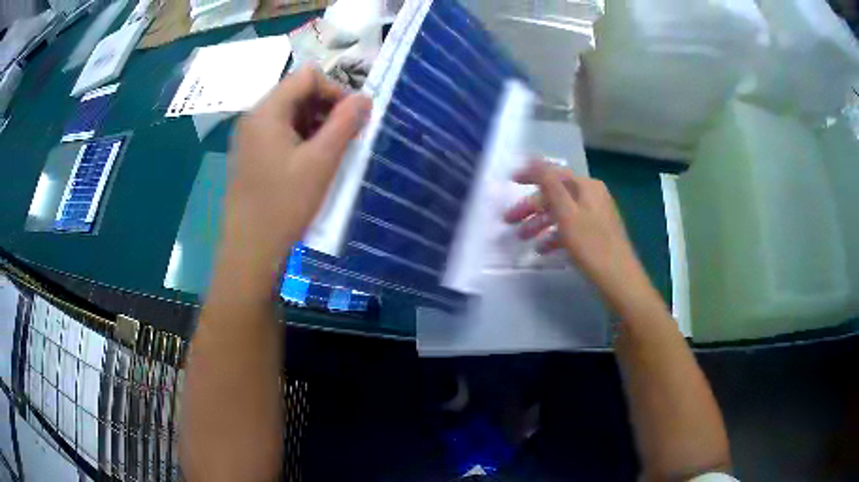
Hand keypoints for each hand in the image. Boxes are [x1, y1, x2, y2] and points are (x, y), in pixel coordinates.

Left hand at [224, 67, 370, 261]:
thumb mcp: (321, 162)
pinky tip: (311, 164)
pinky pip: (280, 134)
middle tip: (347, 137)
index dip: (335, 90)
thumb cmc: (284, 205)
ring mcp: (249, 137)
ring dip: (316, 125)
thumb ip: (345, 124)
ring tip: (332, 153)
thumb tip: (365, 98)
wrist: (250, 250)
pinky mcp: (250, 156)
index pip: (307, 76)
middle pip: (297, 93)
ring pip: (290, 114)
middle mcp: (254, 117)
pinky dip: (301, 139)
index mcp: (267, 111)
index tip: (353, 118)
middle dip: (326, 108)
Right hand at [504, 159, 648, 303]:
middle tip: (509, 220)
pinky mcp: (596, 234)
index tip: (510, 181)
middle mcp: (592, 196)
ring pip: (561, 213)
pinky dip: (554, 236)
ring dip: (540, 223)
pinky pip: (570, 228)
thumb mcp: (567, 213)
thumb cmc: (592, 245)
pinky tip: (542, 250)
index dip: (531, 175)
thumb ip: (550, 184)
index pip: (554, 173)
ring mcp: (595, 215)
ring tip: (522, 238)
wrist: (620, 279)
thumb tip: (534, 158)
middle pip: (556, 195)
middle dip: (532, 207)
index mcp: (587, 187)